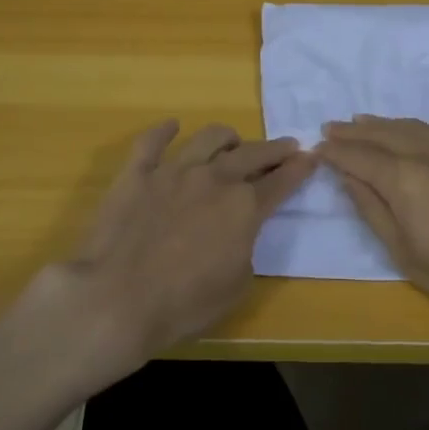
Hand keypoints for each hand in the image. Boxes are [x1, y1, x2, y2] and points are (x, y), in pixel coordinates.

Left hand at [41, 120, 314, 378]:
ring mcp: (173, 171)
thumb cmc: (184, 303)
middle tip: (286, 146)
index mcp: (243, 207)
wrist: (117, 299)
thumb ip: (245, 246)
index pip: (281, 181)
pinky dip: (163, 132)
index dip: (299, 169)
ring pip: (208, 138)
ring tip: (232, 141)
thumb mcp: (237, 284)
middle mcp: (214, 179)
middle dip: (274, 149)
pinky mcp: (137, 174)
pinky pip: (151, 143)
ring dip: (227, 137)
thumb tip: (239, 231)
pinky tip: (171, 126)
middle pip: (252, 154)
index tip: (311, 157)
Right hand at [318, 117, 428, 318]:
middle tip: (333, 126)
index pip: (359, 156)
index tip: (318, 146)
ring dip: (383, 123)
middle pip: (382, 133)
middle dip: (354, 130)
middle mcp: (426, 150)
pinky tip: (415, 128)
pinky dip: (417, 125)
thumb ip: (374, 211)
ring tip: (365, 120)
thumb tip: (349, 178)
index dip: (336, 151)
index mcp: (402, 176)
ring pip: (411, 126)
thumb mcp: (406, 253)